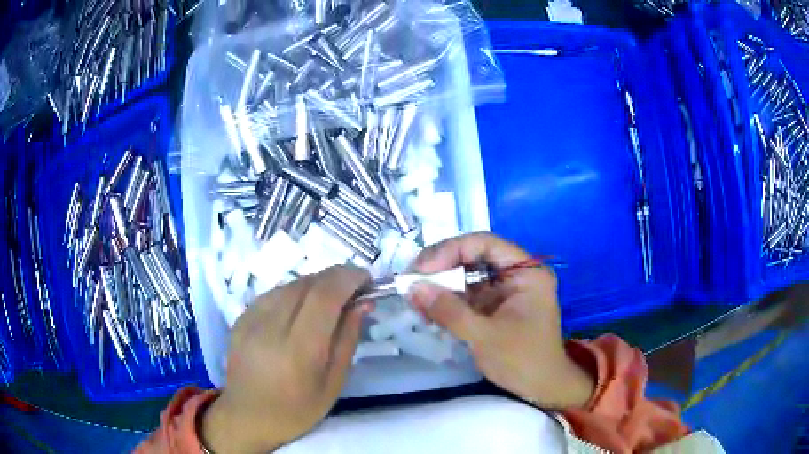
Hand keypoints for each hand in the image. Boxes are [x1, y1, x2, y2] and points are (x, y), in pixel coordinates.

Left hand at [202, 266, 370, 452]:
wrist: (247, 416)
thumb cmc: (297, 410)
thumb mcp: (333, 383)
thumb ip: (348, 339)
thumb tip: (363, 303)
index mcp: (298, 350)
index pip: (324, 296)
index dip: (348, 278)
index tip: (367, 278)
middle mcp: (270, 327)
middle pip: (307, 283)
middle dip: (336, 277)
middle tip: (354, 287)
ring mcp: (250, 319)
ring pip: (290, 284)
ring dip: (315, 284)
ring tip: (329, 300)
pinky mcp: (240, 317)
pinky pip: (273, 293)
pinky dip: (294, 293)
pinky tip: (301, 308)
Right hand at [409, 232, 593, 409]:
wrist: (542, 389)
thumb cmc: (523, 361)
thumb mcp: (485, 336)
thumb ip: (449, 311)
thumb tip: (413, 288)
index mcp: (527, 272)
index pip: (485, 243)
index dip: (450, 250)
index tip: (422, 268)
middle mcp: (517, 274)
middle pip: (474, 257)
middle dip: (442, 268)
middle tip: (412, 282)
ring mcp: (505, 291)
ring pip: (467, 277)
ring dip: (441, 287)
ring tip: (415, 300)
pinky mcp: (495, 307)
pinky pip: (467, 296)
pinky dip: (448, 302)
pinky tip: (428, 311)